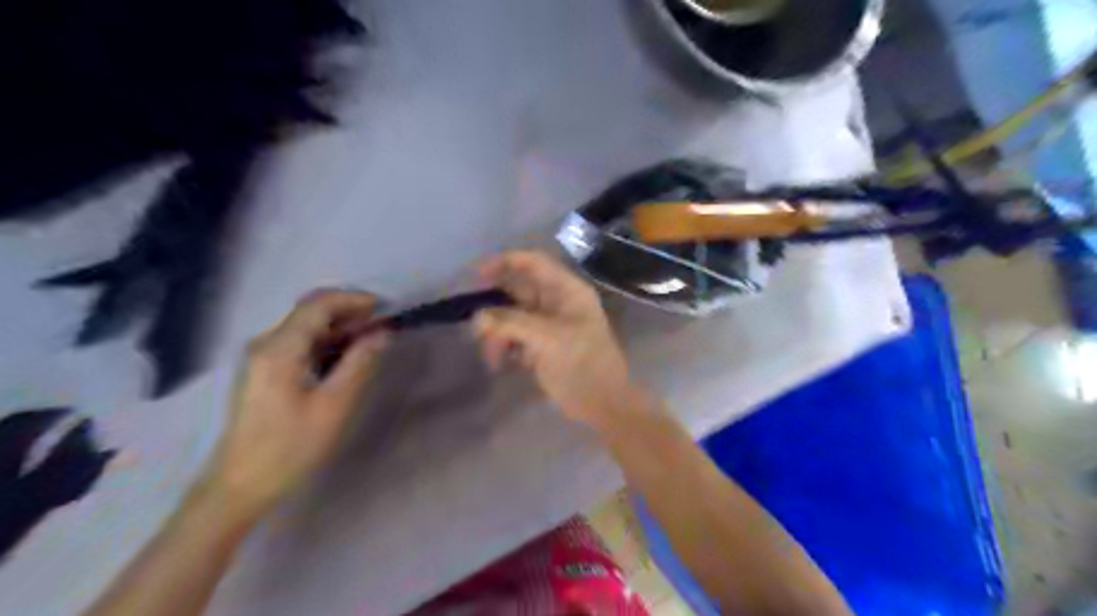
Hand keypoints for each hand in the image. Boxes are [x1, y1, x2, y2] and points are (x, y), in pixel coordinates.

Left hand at [205, 289, 389, 518]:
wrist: (239, 487)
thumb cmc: (289, 448)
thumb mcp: (334, 406)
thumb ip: (360, 363)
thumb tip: (383, 333)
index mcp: (279, 349)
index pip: (319, 304)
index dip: (355, 300)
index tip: (386, 309)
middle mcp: (266, 344)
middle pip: (311, 311)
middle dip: (350, 312)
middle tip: (384, 326)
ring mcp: (261, 357)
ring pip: (307, 327)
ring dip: (341, 328)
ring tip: (373, 341)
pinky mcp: (264, 372)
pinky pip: (300, 344)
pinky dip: (328, 343)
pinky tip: (347, 357)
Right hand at [474, 253, 643, 429]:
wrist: (603, 405)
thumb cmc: (583, 365)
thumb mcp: (548, 339)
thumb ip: (511, 323)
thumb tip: (477, 317)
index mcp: (567, 290)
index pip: (533, 262)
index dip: (504, 262)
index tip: (475, 275)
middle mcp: (557, 302)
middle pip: (518, 290)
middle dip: (495, 306)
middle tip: (475, 327)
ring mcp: (549, 325)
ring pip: (513, 316)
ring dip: (497, 331)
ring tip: (491, 355)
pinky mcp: (542, 346)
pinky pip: (515, 336)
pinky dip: (504, 345)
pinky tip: (499, 361)